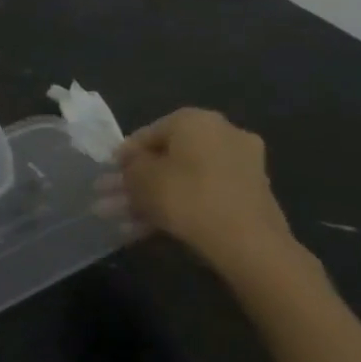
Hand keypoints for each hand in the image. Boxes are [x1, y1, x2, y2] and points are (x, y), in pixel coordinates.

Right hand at [102, 108, 294, 270]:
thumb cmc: (186, 197)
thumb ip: (129, 166)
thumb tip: (128, 163)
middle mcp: (223, 132)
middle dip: (138, 181)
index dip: (123, 158)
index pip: (146, 134)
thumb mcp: (140, 179)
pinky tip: (154, 228)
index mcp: (195, 120)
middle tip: (113, 200)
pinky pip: (205, 193)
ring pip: (185, 178)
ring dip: (155, 197)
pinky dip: (181, 206)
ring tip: (126, 220)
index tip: (108, 177)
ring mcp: (242, 163)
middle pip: (167, 157)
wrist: (248, 242)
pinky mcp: (252, 193)